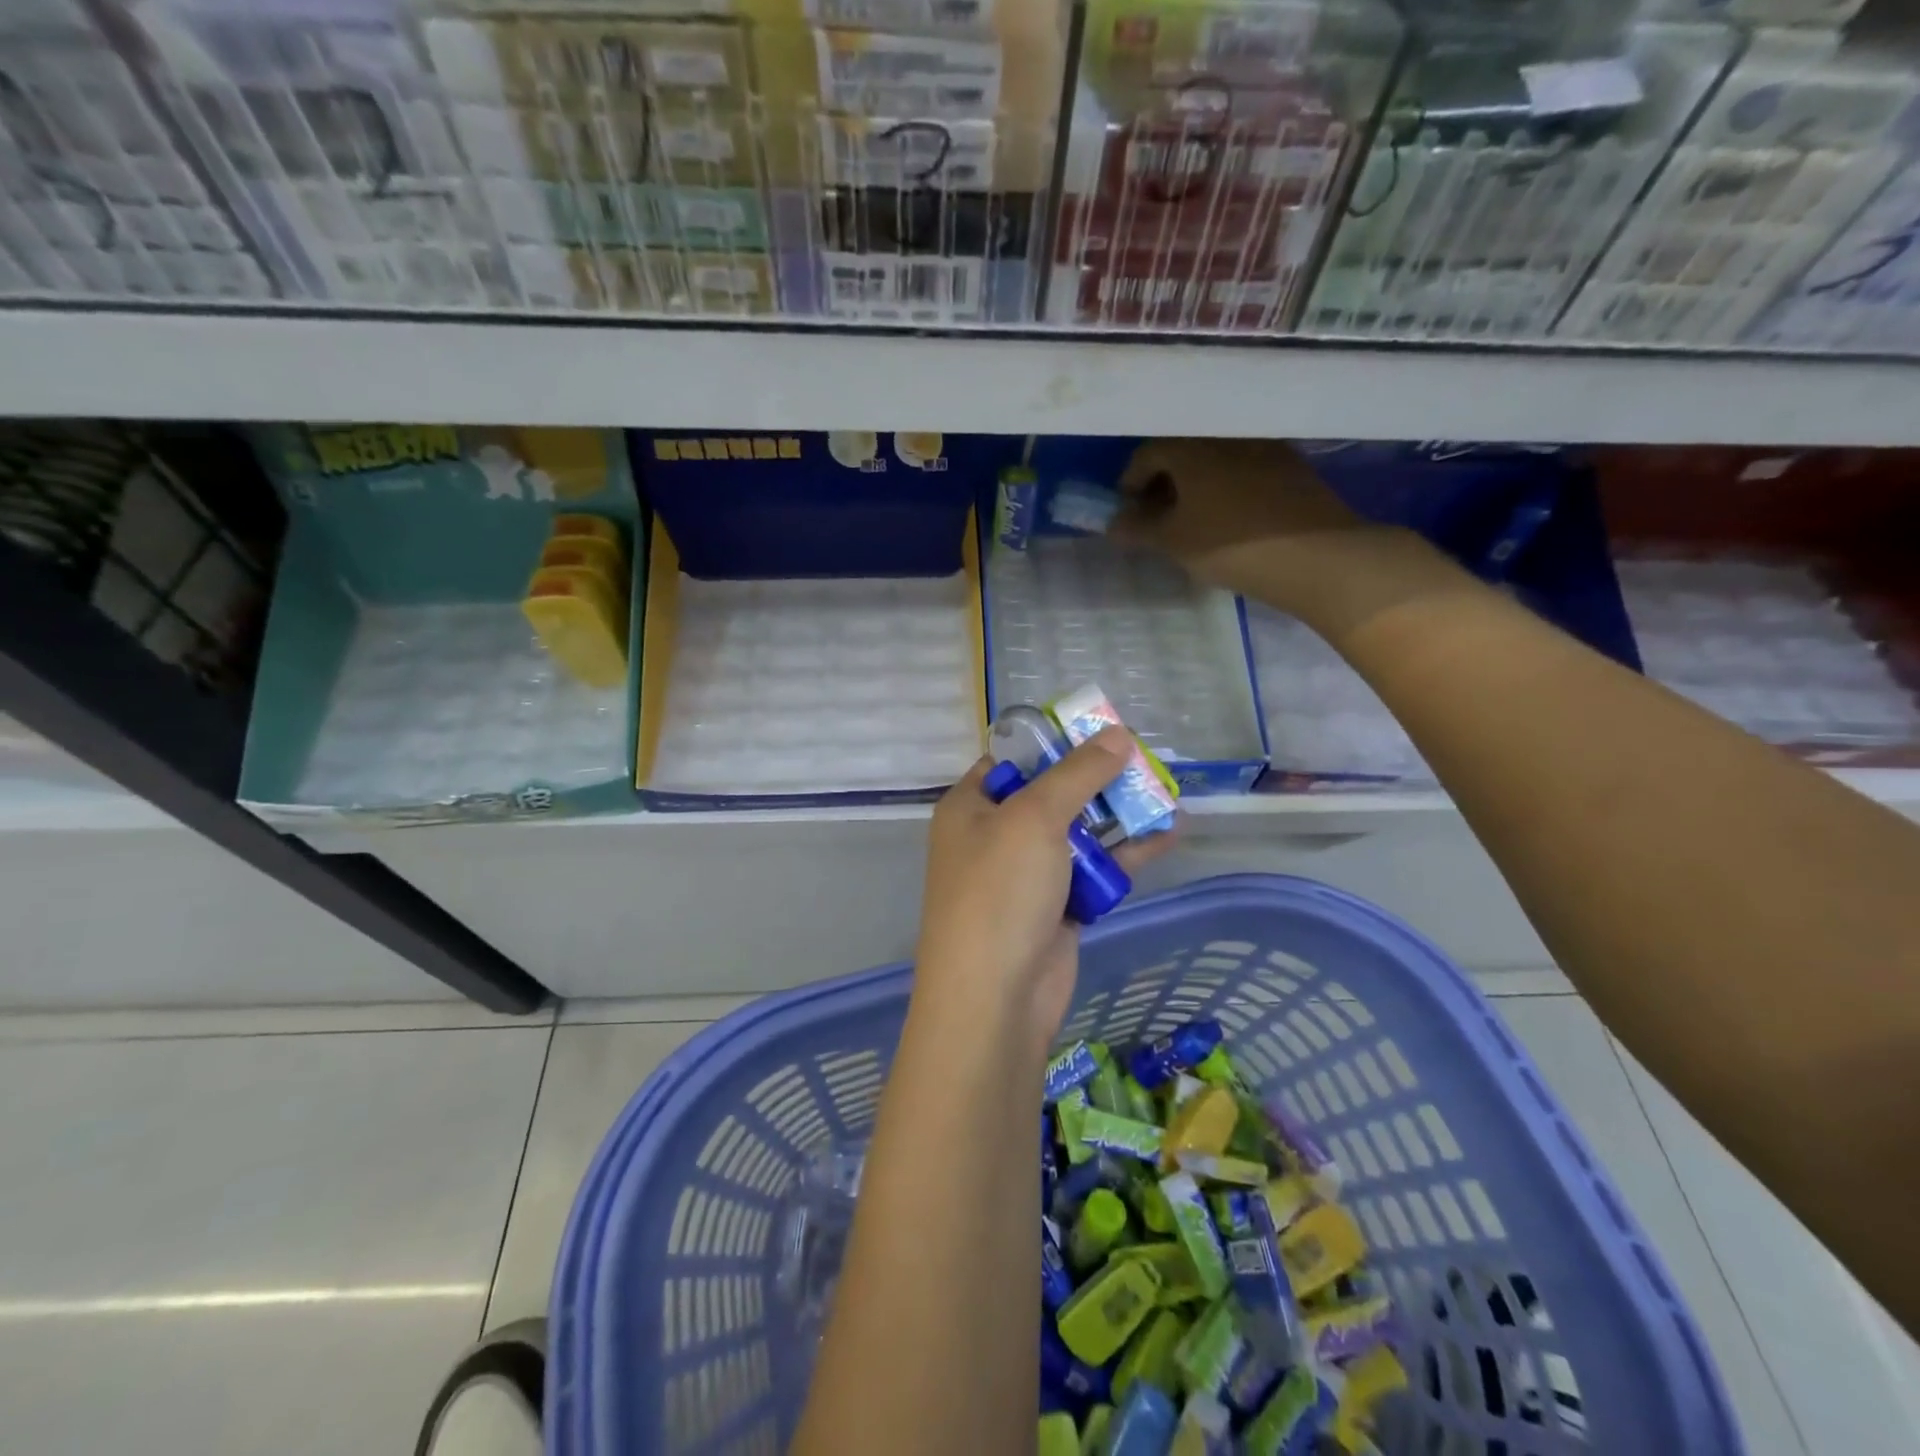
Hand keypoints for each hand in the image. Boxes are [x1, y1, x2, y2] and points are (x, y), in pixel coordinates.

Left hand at [915, 729, 1176, 1048]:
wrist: (995, 998)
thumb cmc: (999, 892)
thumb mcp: (1034, 819)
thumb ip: (1076, 774)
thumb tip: (1117, 734)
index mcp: (970, 806)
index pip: (1010, 759)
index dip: (1053, 742)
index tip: (1099, 729)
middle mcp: (994, 835)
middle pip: (1050, 793)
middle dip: (1096, 777)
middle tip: (1142, 759)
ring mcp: (1026, 874)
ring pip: (1078, 831)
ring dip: (1118, 813)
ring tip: (1164, 790)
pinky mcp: (1057, 906)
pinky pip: (1094, 869)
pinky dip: (1126, 853)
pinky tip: (1169, 833)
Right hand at [1110, 438, 1462, 639]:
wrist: (1316, 555)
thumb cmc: (1230, 545)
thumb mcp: (1173, 542)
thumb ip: (1137, 529)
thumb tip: (1114, 523)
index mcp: (1191, 446)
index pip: (1147, 454)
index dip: (1129, 483)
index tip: (1127, 512)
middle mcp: (1226, 435)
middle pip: (1182, 451)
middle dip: (1162, 481)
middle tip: (1156, 516)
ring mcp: (1263, 446)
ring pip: (1214, 458)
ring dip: (1195, 483)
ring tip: (1192, 519)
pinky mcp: (1291, 464)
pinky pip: (1243, 468)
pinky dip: (1225, 486)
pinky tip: (1228, 517)